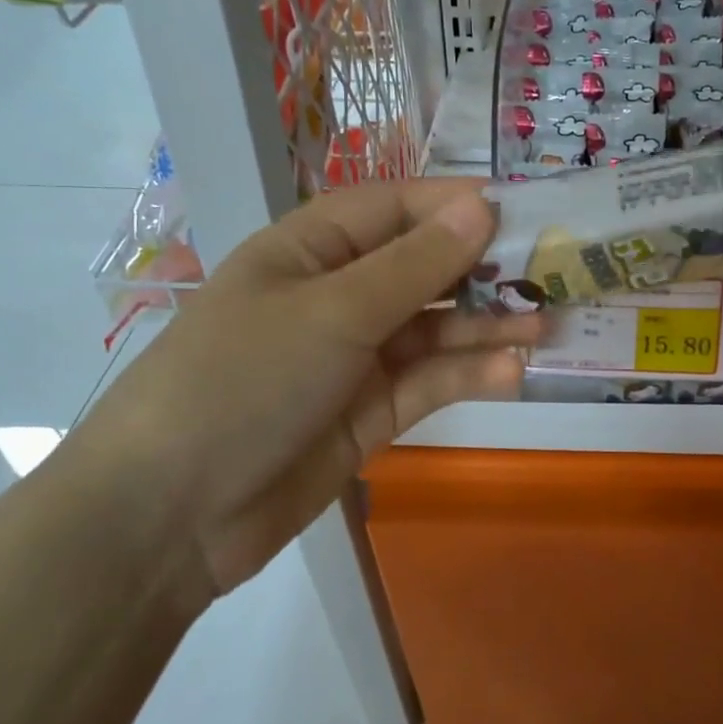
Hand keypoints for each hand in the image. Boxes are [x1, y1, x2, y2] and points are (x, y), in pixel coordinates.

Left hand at [60, 179, 534, 604]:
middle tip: (552, 273)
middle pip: (423, 268)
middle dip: (483, 269)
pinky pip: (429, 382)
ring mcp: (355, 357)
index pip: (394, 209)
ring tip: (546, 326)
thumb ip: (414, 265)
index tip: (523, 211)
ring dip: (487, 325)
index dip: (455, 205)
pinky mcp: (370, 412)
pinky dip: (467, 374)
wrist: (169, 518)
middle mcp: (337, 295)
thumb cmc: (243, 381)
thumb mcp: (333, 312)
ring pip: (434, 328)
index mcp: (310, 250)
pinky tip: (510, 372)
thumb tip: (482, 206)